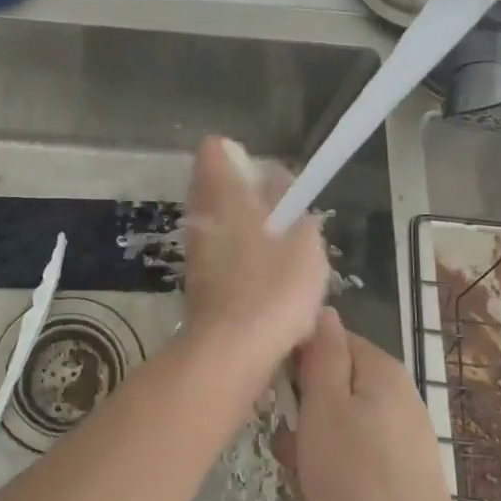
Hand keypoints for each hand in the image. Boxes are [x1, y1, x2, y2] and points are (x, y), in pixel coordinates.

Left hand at [180, 136, 329, 375]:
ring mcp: (195, 248)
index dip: (240, 155)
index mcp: (223, 194)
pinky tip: (267, 277)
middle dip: (249, 194)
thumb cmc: (274, 288)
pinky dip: (240, 254)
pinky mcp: (198, 278)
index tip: (268, 176)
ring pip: (219, 220)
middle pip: (217, 186)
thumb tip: (283, 191)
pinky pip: (219, 250)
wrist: (232, 350)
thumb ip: (296, 208)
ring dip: (246, 225)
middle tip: (284, 214)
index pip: (215, 150)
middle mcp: (201, 215)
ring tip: (283, 248)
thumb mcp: (304, 241)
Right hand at [274, 309, 467, 500]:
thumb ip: (322, 355)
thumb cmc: (357, 476)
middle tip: (295, 451)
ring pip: (330, 437)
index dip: (296, 361)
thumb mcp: (325, 407)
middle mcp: (392, 399)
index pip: (327, 341)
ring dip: (311, 465)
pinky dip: (332, 491)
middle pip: (326, 393)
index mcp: (380, 372)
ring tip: (313, 491)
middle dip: (302, 425)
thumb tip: (324, 310)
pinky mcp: (392, 481)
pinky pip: (346, 472)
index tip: (276, 391)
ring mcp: (394, 443)